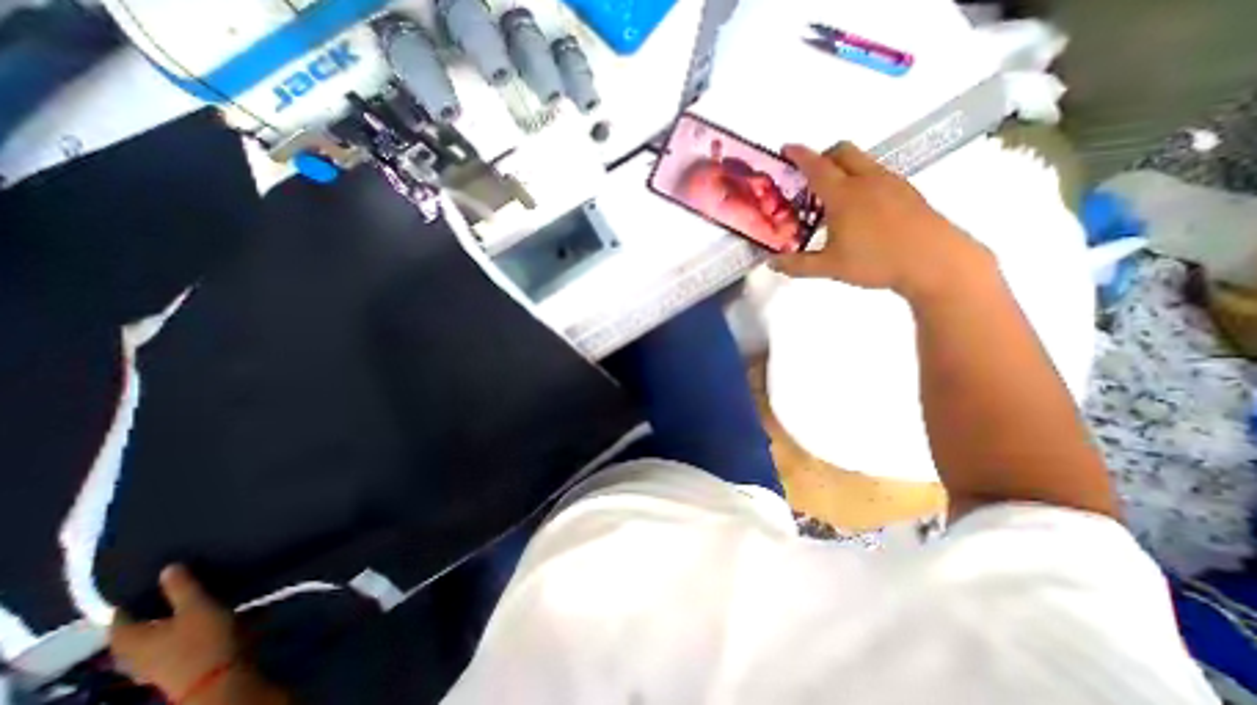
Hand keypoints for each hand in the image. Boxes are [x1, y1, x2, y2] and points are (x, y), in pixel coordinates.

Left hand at [107, 568, 235, 698]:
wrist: (217, 673)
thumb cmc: (201, 637)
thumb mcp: (197, 606)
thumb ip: (181, 587)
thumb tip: (168, 567)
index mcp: (128, 639)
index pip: (120, 616)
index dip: (134, 597)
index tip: (152, 577)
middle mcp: (131, 653)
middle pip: (138, 625)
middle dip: (157, 606)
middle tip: (178, 583)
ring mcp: (151, 661)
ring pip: (157, 633)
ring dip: (173, 616)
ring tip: (197, 596)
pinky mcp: (173, 663)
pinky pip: (173, 639)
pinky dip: (184, 626)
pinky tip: (205, 614)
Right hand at [771, 141, 987, 296]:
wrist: (935, 261)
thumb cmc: (877, 261)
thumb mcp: (829, 267)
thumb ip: (797, 265)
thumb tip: (771, 263)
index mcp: (844, 195)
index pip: (816, 166)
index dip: (799, 155)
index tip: (786, 148)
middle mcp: (867, 180)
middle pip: (842, 151)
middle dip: (822, 156)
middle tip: (808, 178)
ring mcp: (891, 182)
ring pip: (862, 160)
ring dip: (842, 168)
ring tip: (832, 198)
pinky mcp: (907, 190)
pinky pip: (877, 173)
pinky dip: (860, 179)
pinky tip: (859, 208)